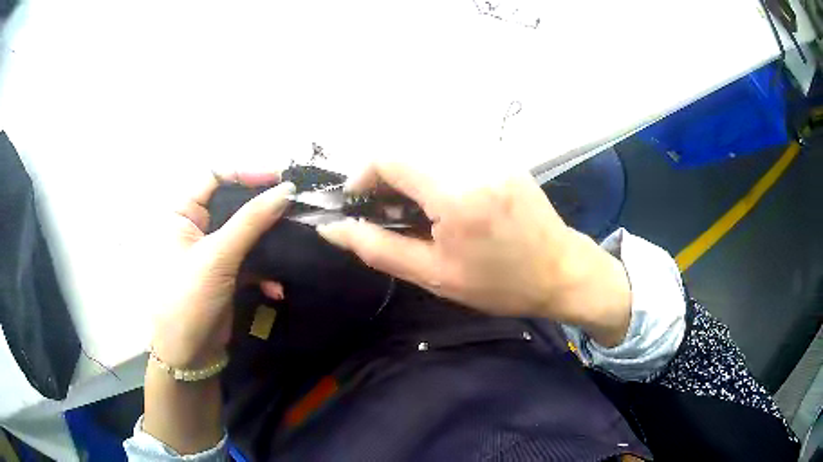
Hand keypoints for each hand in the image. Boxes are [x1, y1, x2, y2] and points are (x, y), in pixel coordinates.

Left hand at [143, 171, 292, 454]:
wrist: (188, 355)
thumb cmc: (189, 298)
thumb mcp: (218, 256)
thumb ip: (251, 221)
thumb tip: (286, 189)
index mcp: (181, 213)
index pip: (213, 176)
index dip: (244, 173)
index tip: (278, 180)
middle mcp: (195, 227)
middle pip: (232, 204)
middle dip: (262, 210)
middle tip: (293, 210)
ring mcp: (211, 251)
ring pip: (245, 233)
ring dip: (268, 244)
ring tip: (292, 249)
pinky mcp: (225, 273)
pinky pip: (249, 260)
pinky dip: (264, 272)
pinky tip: (275, 289)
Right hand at [316, 161, 630, 346]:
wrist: (562, 271)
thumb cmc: (500, 283)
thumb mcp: (435, 276)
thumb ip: (377, 248)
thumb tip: (332, 229)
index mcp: (456, 192)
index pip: (389, 155)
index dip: (362, 175)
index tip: (359, 205)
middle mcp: (473, 159)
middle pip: (405, 147)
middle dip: (384, 176)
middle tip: (387, 213)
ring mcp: (491, 153)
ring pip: (426, 147)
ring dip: (408, 173)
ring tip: (416, 210)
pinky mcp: (501, 154)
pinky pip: (451, 151)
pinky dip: (433, 170)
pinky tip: (444, 200)